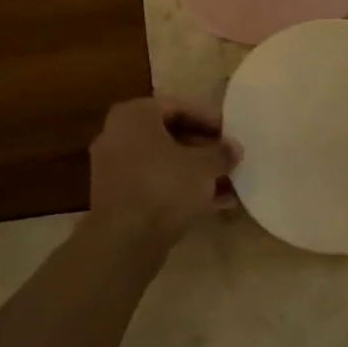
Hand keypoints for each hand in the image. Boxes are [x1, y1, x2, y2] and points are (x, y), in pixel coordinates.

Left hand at [88, 97, 240, 246]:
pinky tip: (213, 204)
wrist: (124, 239)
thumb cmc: (164, 186)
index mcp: (134, 115)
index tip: (229, 133)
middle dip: (202, 148)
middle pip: (168, 135)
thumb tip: (234, 148)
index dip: (207, 119)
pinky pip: (154, 184)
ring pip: (162, 163)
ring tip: (228, 184)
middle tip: (228, 158)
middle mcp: (117, 135)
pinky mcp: (117, 198)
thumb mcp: (203, 166)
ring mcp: (113, 168)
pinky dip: (180, 190)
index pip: (176, 106)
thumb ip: (221, 153)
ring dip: (194, 172)